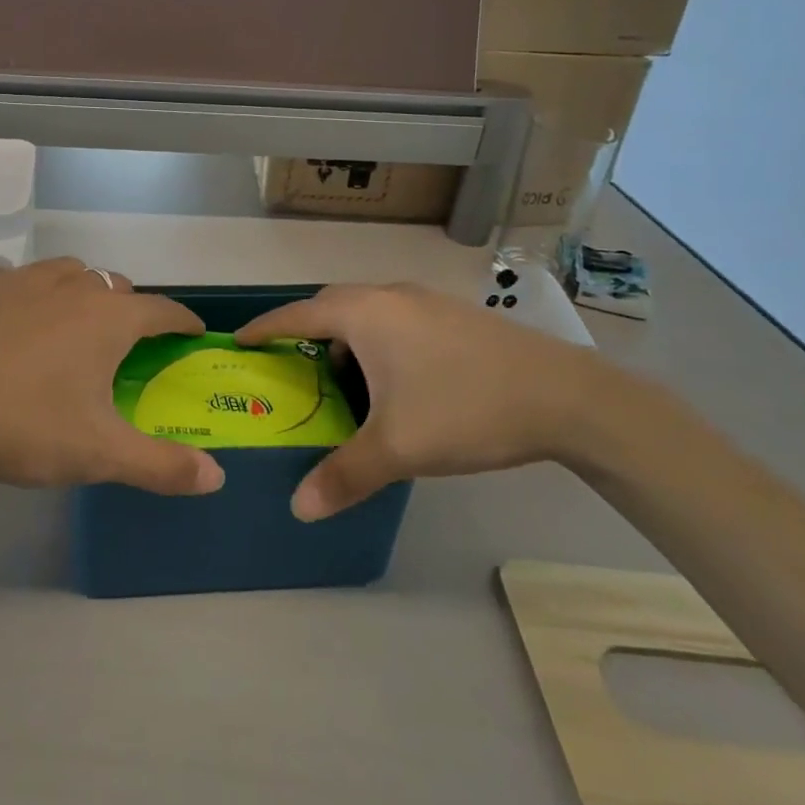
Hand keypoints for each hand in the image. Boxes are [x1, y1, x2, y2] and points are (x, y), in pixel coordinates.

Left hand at [0, 258, 224, 495]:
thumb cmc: (28, 423)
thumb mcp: (100, 453)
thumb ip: (163, 465)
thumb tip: (217, 477)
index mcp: (110, 318)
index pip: (163, 310)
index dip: (182, 321)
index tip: (192, 332)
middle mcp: (76, 285)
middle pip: (118, 288)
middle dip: (131, 310)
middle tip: (125, 346)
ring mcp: (29, 278)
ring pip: (74, 274)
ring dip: (85, 294)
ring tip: (75, 327)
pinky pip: (28, 281)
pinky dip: (39, 296)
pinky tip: (23, 324)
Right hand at [236, 283, 600, 520]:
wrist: (565, 395)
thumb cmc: (464, 408)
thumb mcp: (398, 447)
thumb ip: (344, 475)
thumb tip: (299, 508)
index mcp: (366, 314)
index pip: (298, 314)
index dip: (265, 327)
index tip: (239, 340)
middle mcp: (390, 296)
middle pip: (332, 306)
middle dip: (305, 333)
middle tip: (290, 366)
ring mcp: (426, 302)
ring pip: (369, 314)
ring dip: (347, 340)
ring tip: (343, 382)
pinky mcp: (454, 316)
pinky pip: (397, 321)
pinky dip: (379, 343)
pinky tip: (396, 383)